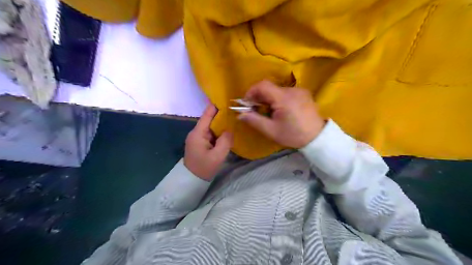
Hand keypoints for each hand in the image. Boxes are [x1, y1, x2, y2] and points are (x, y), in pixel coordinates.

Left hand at [184, 104, 232, 180]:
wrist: (191, 181)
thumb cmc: (203, 168)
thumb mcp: (217, 156)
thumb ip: (225, 141)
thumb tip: (230, 130)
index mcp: (198, 133)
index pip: (207, 114)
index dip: (216, 105)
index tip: (227, 98)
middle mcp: (196, 132)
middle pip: (210, 119)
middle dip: (222, 114)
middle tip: (236, 109)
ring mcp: (198, 137)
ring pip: (211, 126)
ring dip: (221, 123)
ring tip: (234, 118)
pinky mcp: (201, 142)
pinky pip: (211, 133)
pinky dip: (219, 131)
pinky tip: (228, 130)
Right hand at [240, 79, 324, 147]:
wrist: (318, 138)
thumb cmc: (293, 135)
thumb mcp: (271, 130)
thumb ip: (254, 120)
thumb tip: (240, 114)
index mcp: (283, 98)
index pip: (262, 85)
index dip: (251, 91)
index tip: (247, 103)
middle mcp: (292, 90)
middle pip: (270, 88)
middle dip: (259, 97)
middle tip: (256, 110)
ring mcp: (300, 90)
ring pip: (277, 90)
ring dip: (269, 98)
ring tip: (269, 112)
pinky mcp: (304, 94)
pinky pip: (286, 92)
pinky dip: (278, 99)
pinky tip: (281, 110)